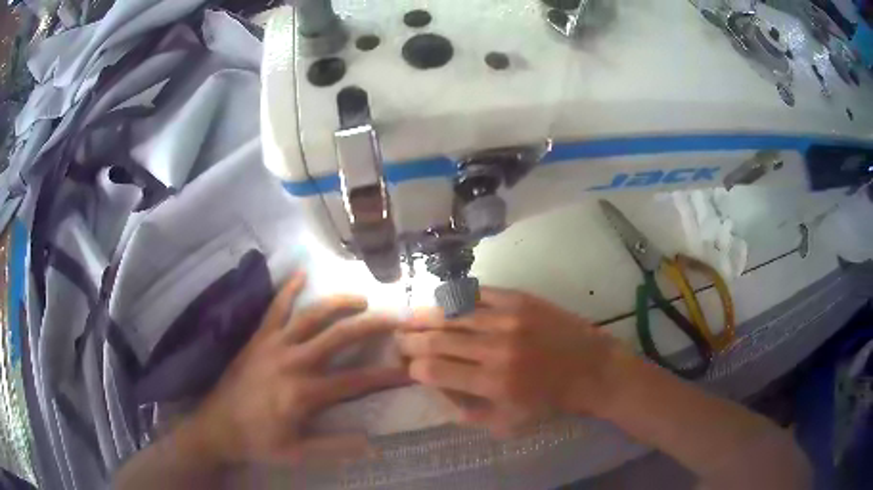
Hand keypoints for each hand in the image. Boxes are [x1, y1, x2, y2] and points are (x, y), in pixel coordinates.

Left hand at [188, 273, 408, 466]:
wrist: (216, 427)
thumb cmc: (258, 442)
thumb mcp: (298, 454)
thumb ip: (336, 449)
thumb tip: (374, 445)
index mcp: (305, 393)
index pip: (356, 381)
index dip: (386, 375)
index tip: (408, 369)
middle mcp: (293, 361)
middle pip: (340, 336)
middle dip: (371, 326)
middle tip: (395, 319)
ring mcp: (273, 344)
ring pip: (312, 315)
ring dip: (339, 303)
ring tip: (361, 297)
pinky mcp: (258, 338)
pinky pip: (275, 308)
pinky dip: (289, 289)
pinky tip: (302, 271)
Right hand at [398, 287, 629, 437]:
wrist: (591, 369)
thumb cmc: (550, 401)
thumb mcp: (509, 422)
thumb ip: (468, 412)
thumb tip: (436, 392)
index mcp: (492, 382)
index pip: (434, 370)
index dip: (414, 367)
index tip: (409, 366)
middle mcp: (495, 348)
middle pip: (437, 338)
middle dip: (410, 339)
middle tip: (399, 338)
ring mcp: (508, 318)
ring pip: (452, 312)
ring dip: (425, 316)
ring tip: (410, 318)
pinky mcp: (520, 299)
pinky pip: (478, 293)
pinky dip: (456, 298)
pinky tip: (444, 301)